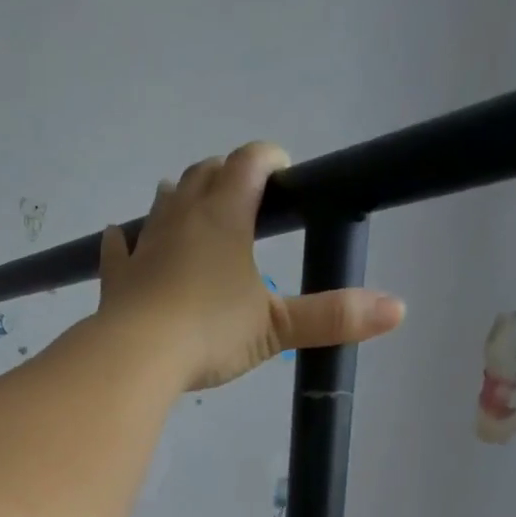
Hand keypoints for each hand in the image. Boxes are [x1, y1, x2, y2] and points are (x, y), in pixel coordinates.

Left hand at [97, 142, 404, 390]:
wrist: (136, 358)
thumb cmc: (209, 334)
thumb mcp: (276, 328)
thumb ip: (332, 316)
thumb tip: (398, 310)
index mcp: (224, 215)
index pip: (250, 163)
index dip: (269, 158)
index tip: (284, 171)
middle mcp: (182, 217)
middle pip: (203, 173)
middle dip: (225, 174)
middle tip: (242, 192)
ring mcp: (144, 245)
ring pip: (162, 202)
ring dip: (179, 196)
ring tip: (190, 203)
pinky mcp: (116, 277)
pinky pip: (116, 248)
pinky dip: (121, 241)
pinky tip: (119, 238)